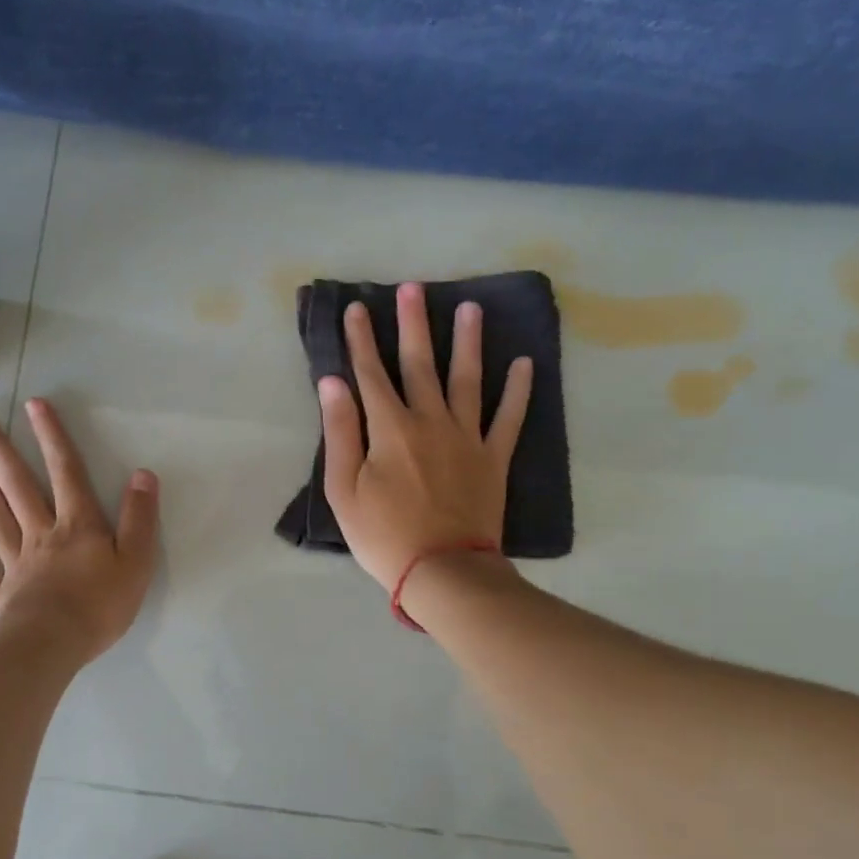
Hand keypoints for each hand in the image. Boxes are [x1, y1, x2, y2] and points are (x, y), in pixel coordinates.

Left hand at [0, 398, 158, 663]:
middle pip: (18, 484)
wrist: (55, 644)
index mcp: (78, 525)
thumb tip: (143, 475)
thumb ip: (139, 518)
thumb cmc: (101, 605)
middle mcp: (42, 533)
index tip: (34, 404)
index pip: (66, 472)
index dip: (52, 437)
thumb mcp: (137, 561)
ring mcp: (15, 560)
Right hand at [318, 284, 532, 589]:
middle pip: (420, 364)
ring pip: (468, 379)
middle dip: (413, 324)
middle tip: (413, 288)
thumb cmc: (383, 535)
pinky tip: (524, 364)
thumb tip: (333, 383)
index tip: (356, 308)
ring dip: (468, 342)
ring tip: (470, 309)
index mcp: (390, 429)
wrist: (443, 571)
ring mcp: (467, 437)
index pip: (371, 374)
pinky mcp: (494, 458)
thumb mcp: (343, 490)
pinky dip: (518, 390)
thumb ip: (339, 433)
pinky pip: (509, 417)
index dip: (361, 340)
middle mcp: (430, 421)